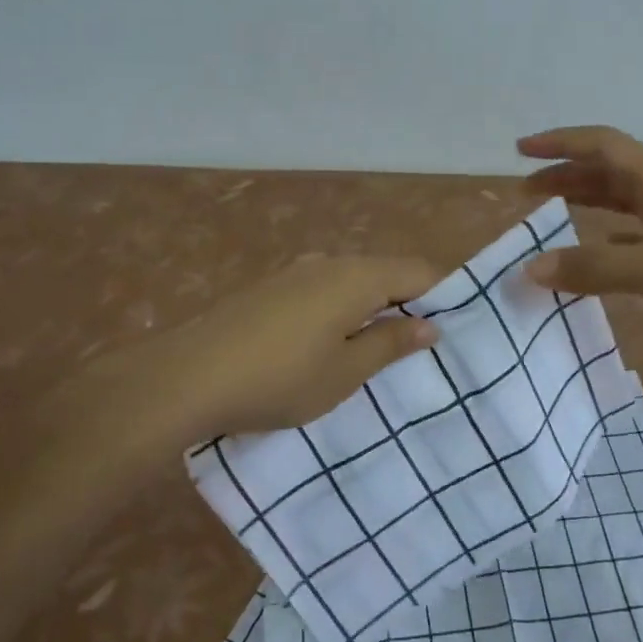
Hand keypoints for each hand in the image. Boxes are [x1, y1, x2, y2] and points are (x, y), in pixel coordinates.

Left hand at [119, 254, 441, 443]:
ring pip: (351, 281)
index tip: (454, 327)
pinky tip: (327, 343)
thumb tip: (430, 325)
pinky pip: (322, 289)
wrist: (188, 375)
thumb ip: (390, 343)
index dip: (443, 294)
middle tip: (419, 346)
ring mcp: (295, 272)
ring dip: (371, 307)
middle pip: (385, 272)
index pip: (418, 271)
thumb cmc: (280, 378)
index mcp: (357, 277)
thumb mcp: (345, 372)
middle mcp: (329, 262)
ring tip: (375, 350)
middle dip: (407, 302)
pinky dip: (339, 309)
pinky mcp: (270, 287)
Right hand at [518, 125, 642, 376]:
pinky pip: (638, 233)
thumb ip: (592, 267)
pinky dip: (608, 236)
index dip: (560, 143)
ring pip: (624, 201)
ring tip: (552, 216)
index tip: (520, 151)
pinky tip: (598, 252)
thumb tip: (531, 268)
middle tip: (526, 193)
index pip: (603, 145)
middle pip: (610, 171)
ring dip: (586, 202)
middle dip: (566, 175)